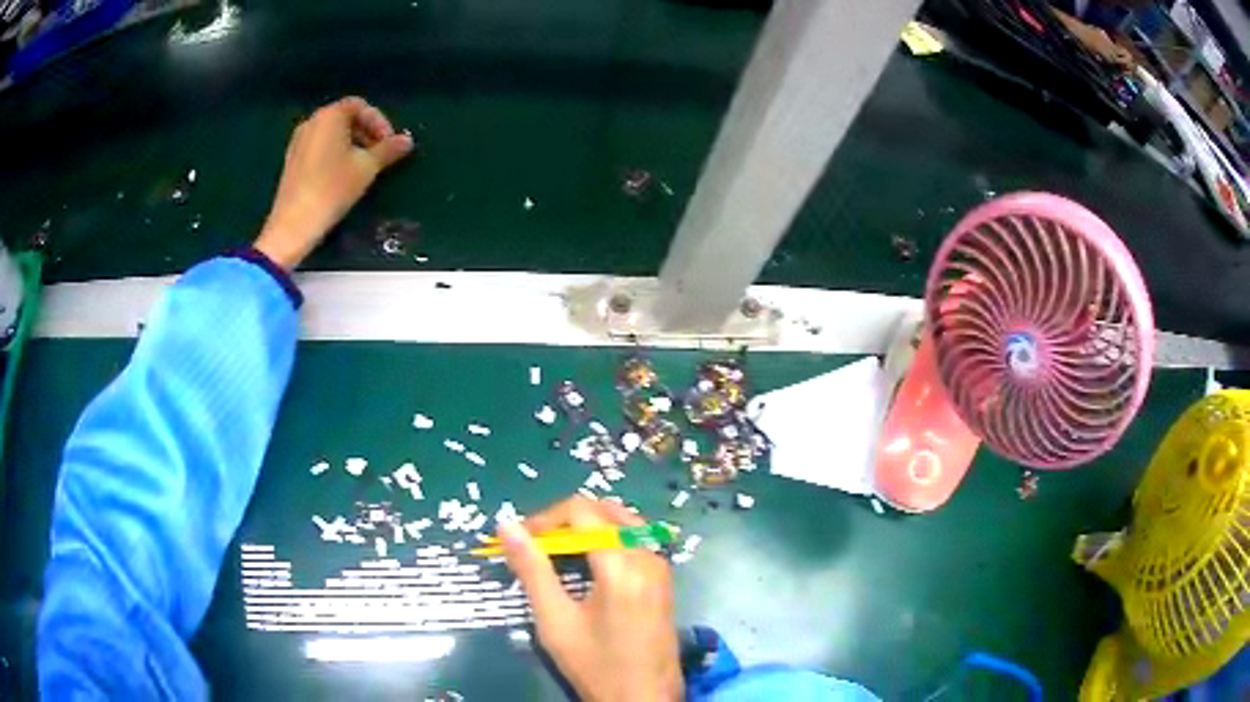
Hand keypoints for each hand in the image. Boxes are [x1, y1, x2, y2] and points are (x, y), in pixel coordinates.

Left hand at [255, 96, 413, 269]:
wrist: (294, 225)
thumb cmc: (332, 189)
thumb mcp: (367, 168)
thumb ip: (388, 150)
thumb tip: (407, 140)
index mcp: (330, 116)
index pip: (360, 106)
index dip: (379, 121)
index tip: (389, 144)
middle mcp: (312, 122)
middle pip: (345, 118)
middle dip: (366, 132)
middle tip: (379, 155)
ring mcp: (298, 141)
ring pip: (332, 133)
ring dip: (351, 144)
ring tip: (363, 167)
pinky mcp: (292, 160)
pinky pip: (319, 147)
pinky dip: (335, 153)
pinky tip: (342, 176)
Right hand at [499, 497, 682, 701]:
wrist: (644, 697)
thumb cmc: (595, 664)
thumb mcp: (555, 621)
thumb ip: (531, 570)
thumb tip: (506, 525)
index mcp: (621, 565)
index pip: (581, 511)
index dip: (545, 518)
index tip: (520, 540)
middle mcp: (647, 555)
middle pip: (604, 510)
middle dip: (566, 520)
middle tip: (537, 545)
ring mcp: (660, 565)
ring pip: (622, 521)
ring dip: (587, 527)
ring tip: (557, 553)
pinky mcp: (664, 577)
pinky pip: (634, 539)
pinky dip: (607, 539)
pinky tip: (587, 565)